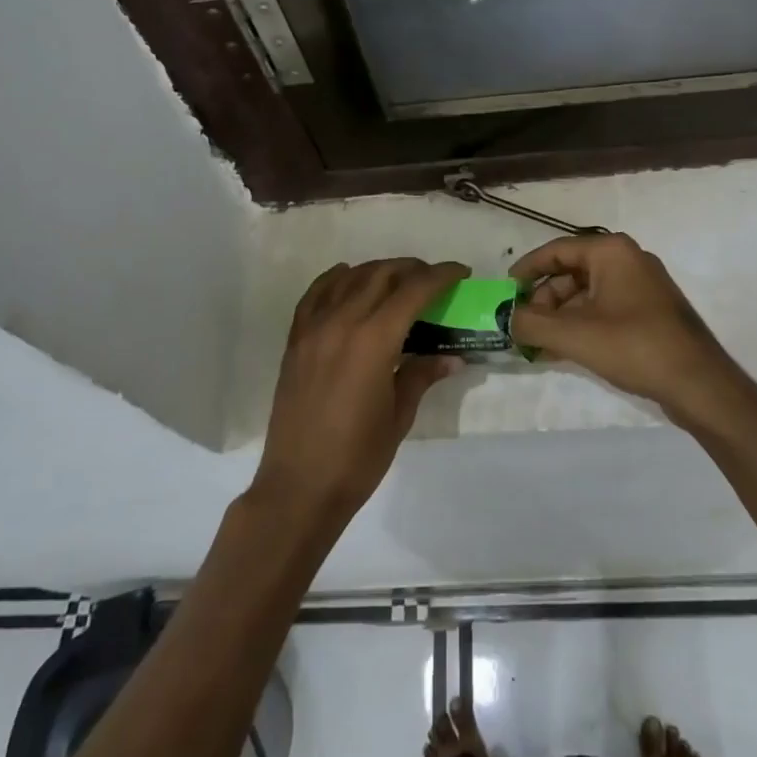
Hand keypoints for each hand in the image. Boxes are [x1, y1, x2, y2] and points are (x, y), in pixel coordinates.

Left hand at [253, 258, 467, 523]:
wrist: (299, 487)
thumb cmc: (357, 458)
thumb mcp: (399, 416)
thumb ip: (422, 375)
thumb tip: (452, 356)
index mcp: (374, 340)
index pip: (414, 290)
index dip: (441, 276)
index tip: (461, 272)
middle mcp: (342, 322)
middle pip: (382, 275)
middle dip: (413, 269)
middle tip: (434, 280)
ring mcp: (314, 328)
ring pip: (349, 278)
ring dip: (378, 271)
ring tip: (399, 281)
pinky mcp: (295, 340)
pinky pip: (316, 294)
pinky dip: (336, 279)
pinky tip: (348, 278)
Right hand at [510, 233, 742, 421]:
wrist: (699, 383)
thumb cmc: (634, 346)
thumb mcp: (574, 335)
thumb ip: (532, 324)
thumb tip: (507, 319)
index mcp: (611, 251)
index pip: (556, 250)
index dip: (526, 270)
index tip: (505, 292)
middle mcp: (627, 259)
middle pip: (571, 272)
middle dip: (544, 300)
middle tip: (525, 328)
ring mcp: (642, 285)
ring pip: (587, 293)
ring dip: (561, 316)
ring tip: (541, 345)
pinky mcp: (650, 310)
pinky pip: (605, 308)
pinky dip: (582, 324)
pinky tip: (565, 350)